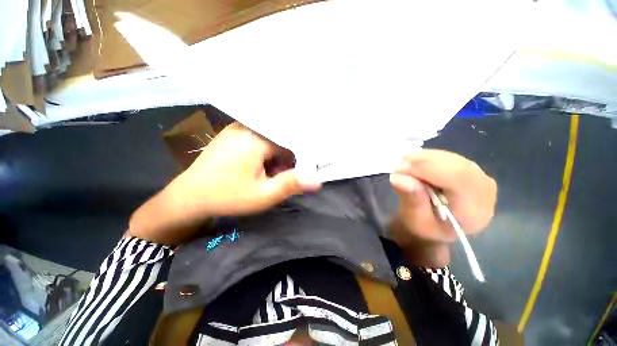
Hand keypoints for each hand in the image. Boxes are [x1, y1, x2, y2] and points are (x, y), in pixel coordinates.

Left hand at [170, 122, 321, 217]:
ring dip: (276, 155)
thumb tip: (317, 180)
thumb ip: (290, 184)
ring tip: (268, 172)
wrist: (189, 197)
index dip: (300, 155)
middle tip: (279, 175)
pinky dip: (265, 151)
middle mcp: (247, 127)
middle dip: (286, 157)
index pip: (291, 139)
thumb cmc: (227, 197)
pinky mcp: (233, 134)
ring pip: (271, 138)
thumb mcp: (262, 195)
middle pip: (281, 137)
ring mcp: (238, 128)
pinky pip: (259, 137)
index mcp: (256, 139)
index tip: (301, 169)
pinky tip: (258, 165)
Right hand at [389, 149, 496, 244]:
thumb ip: (412, 200)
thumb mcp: (416, 221)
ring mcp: (478, 174)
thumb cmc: (427, 227)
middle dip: (422, 162)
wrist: (439, 225)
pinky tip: (416, 169)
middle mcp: (483, 188)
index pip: (459, 177)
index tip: (400, 170)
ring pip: (448, 156)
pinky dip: (426, 158)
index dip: (427, 168)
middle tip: (398, 169)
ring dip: (422, 160)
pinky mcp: (467, 166)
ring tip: (405, 171)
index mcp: (475, 209)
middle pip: (454, 163)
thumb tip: (398, 177)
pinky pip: (445, 155)